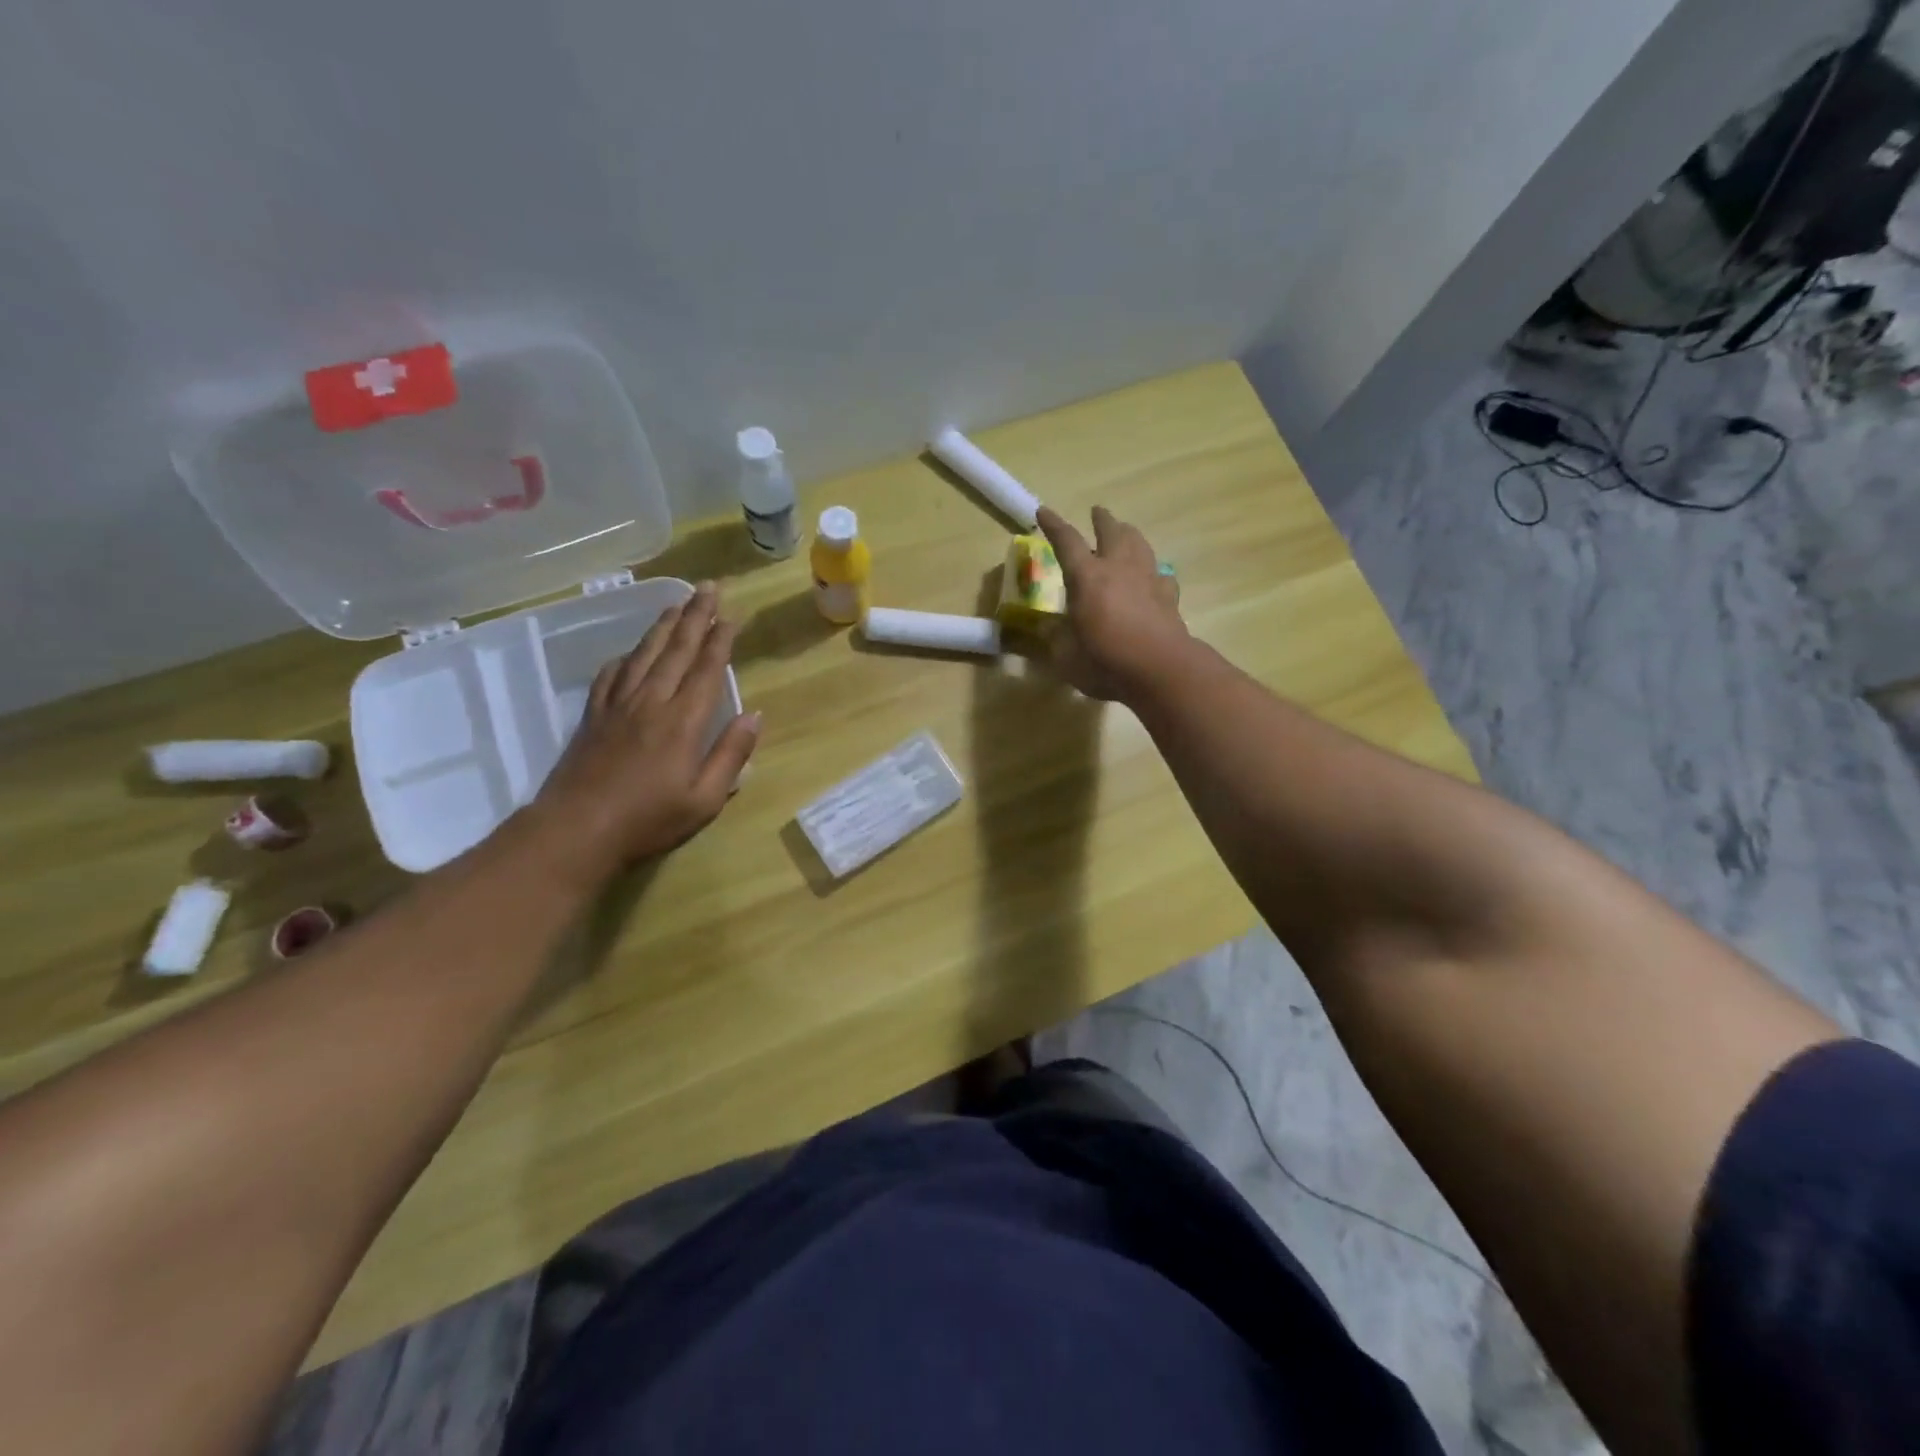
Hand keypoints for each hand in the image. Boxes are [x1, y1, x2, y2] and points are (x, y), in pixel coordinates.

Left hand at [528, 582, 760, 881]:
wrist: (576, 830)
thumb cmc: (649, 819)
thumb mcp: (704, 799)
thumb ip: (731, 755)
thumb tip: (754, 715)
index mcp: (683, 722)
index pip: (706, 669)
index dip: (719, 639)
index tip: (730, 615)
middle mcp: (651, 702)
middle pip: (676, 650)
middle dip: (695, 616)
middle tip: (708, 587)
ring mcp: (618, 706)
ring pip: (644, 654)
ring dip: (662, 626)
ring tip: (676, 603)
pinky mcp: (593, 716)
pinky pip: (611, 674)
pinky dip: (626, 656)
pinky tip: (631, 650)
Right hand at [1036, 506, 1187, 701]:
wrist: (1161, 670)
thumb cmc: (1105, 661)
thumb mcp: (1066, 656)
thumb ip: (1056, 637)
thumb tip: (1048, 626)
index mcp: (1086, 577)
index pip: (1066, 542)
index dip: (1054, 526)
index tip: (1044, 511)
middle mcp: (1118, 568)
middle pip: (1112, 532)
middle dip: (1102, 520)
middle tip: (1097, 512)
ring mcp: (1147, 579)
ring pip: (1140, 544)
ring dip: (1130, 534)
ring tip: (1125, 532)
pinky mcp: (1168, 597)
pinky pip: (1160, 575)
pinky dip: (1153, 572)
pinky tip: (1152, 577)